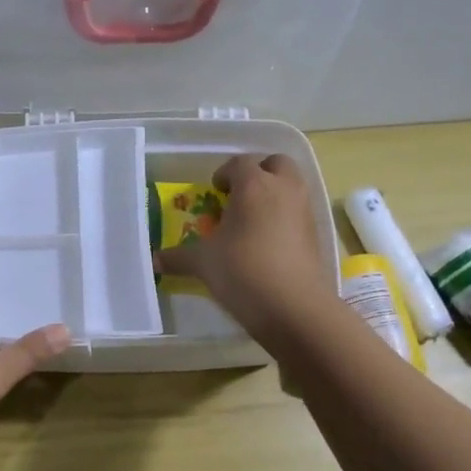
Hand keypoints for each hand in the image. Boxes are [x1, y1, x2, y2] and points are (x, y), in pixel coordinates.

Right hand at [155, 154, 335, 340]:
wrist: (294, 307)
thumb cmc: (243, 271)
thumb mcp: (204, 263)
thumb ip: (179, 257)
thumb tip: (155, 260)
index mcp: (254, 185)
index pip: (240, 163)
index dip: (224, 173)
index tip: (214, 191)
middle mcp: (283, 189)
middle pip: (276, 163)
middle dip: (258, 172)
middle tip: (239, 195)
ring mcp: (305, 210)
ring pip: (292, 186)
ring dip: (274, 193)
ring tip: (251, 220)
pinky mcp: (316, 234)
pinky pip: (299, 211)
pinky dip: (285, 216)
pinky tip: (267, 242)